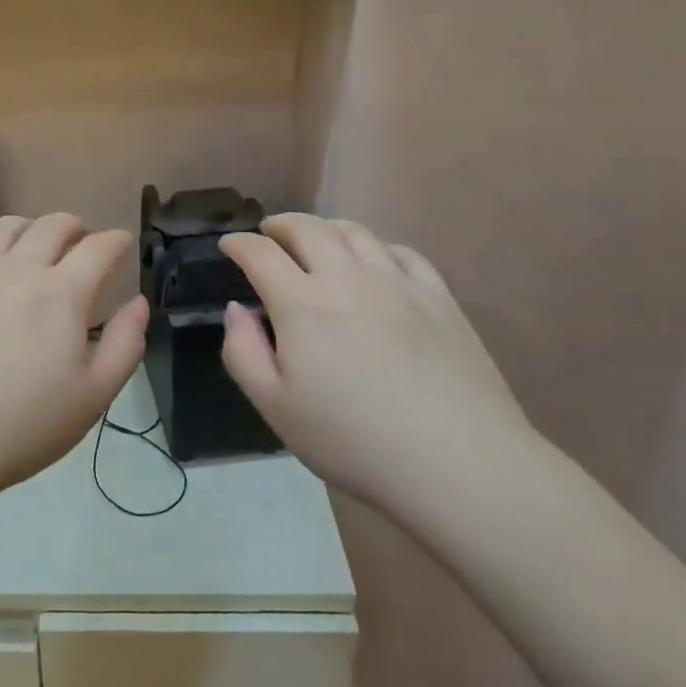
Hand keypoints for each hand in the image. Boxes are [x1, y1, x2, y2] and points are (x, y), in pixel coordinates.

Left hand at [0, 214, 149, 503]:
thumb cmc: (19, 429)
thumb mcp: (92, 398)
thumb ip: (125, 345)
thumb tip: (138, 303)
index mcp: (61, 294)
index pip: (99, 248)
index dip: (117, 241)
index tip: (122, 246)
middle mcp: (16, 269)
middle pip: (52, 225)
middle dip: (75, 228)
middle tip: (80, 245)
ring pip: (3, 227)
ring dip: (27, 229)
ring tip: (31, 247)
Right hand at [218, 214, 532, 513]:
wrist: (457, 461)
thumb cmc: (354, 441)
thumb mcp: (275, 409)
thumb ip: (243, 352)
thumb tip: (237, 308)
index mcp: (301, 304)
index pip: (260, 254)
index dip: (238, 244)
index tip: (228, 245)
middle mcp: (346, 277)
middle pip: (307, 228)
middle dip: (280, 225)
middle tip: (269, 233)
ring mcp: (397, 282)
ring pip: (354, 232)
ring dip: (325, 227)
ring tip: (316, 239)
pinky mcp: (438, 295)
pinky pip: (400, 251)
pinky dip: (374, 246)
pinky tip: (373, 261)